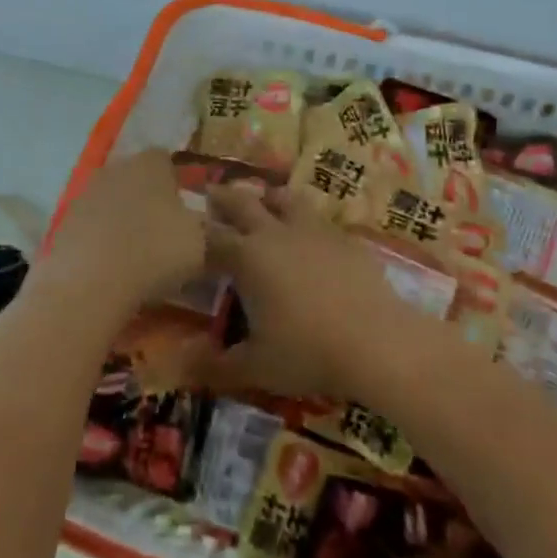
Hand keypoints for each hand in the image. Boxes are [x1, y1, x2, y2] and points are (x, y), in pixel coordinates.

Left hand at [44, 150, 203, 321]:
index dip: (179, 183)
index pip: (168, 160)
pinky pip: (93, 226)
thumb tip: (209, 227)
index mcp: (151, 163)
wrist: (89, 283)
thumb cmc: (155, 252)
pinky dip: (103, 240)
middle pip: (138, 179)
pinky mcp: (64, 222)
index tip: (188, 211)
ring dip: (125, 221)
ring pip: (114, 201)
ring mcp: (85, 193)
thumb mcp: (202, 243)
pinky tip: (112, 267)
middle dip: (150, 200)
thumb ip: (209, 228)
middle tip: (165, 233)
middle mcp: (116, 167)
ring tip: (138, 255)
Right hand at [201, 185, 421, 398]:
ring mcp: (314, 230)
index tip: (186, 233)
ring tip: (264, 198)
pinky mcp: (345, 238)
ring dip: (269, 196)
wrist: (378, 341)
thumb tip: (178, 366)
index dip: (196, 234)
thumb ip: (215, 365)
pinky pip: (319, 219)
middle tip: (213, 191)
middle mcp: (276, 233)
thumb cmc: (308, 352)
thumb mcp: (255, 367)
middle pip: (243, 203)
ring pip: (285, 198)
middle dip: (224, 197)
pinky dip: (306, 219)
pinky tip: (311, 234)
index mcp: (247, 257)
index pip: (212, 237)